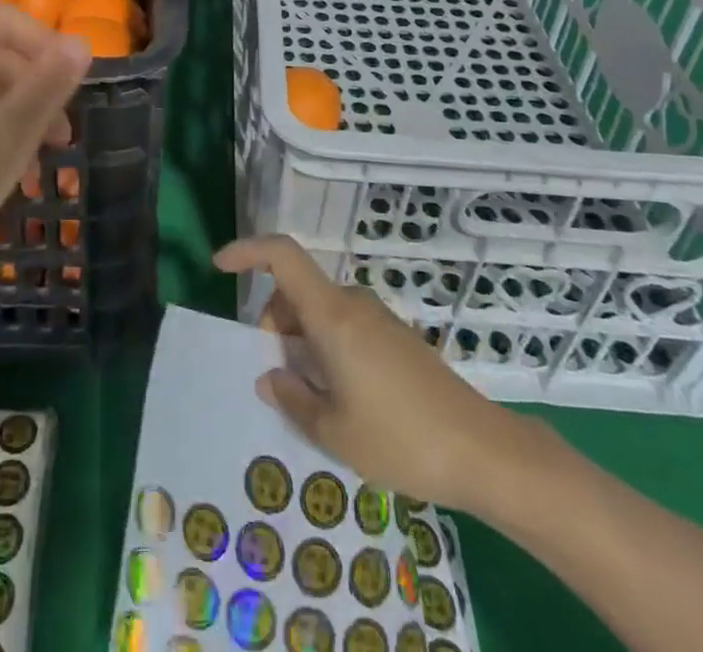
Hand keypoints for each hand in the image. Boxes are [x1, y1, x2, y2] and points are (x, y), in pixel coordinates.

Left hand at [0, 7, 90, 313]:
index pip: (5, 19)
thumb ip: (50, 81)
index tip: (73, 83)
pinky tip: (8, 164)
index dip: (46, 43)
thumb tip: (81, 43)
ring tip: (41, 158)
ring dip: (16, 110)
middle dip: (35, 86)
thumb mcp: (13, 131)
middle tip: (63, 131)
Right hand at [215, 235, 564, 520]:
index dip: (247, 251)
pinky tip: (339, 398)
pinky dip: (326, 347)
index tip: (219, 266)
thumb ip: (292, 397)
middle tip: (276, 377)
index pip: (282, 256)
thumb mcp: (333, 430)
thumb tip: (268, 375)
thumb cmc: (400, 439)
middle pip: (297, 290)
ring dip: (301, 340)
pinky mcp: (397, 338)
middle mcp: (353, 304)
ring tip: (309, 398)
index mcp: (332, 315)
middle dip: (273, 323)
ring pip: (320, 311)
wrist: (483, 451)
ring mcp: (379, 319)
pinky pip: (345, 326)